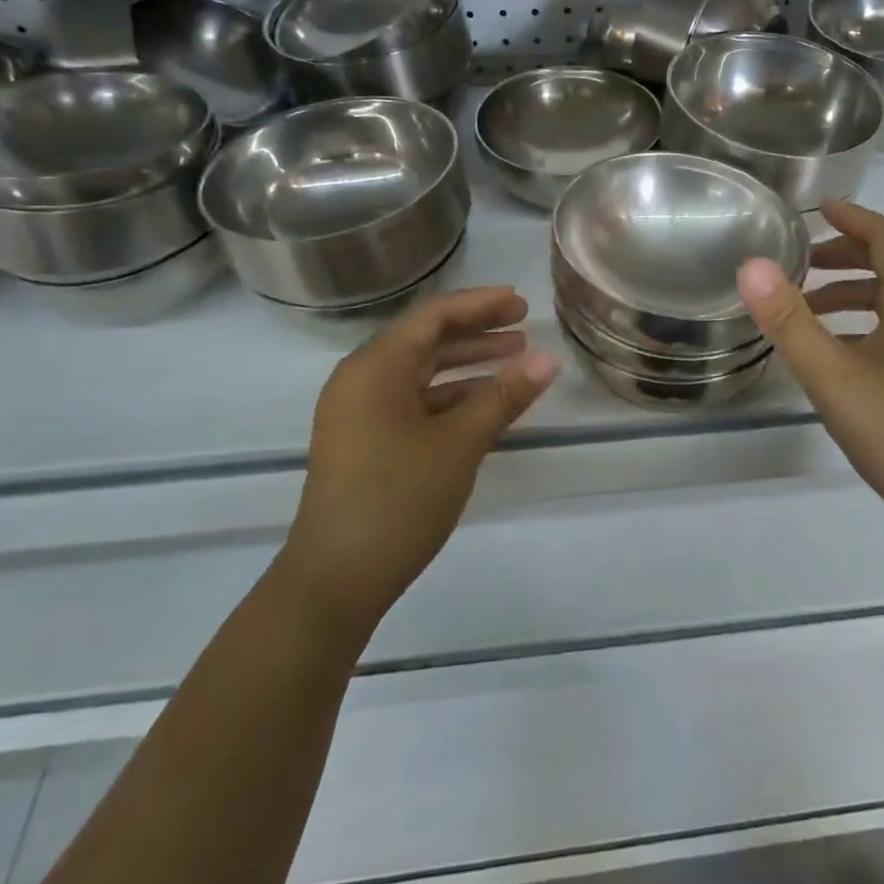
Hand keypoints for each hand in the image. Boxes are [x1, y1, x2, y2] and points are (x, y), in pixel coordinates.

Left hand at [286, 286, 559, 638]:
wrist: (334, 579)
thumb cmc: (397, 500)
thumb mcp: (459, 444)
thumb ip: (504, 395)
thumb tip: (549, 358)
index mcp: (376, 367)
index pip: (434, 316)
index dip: (481, 305)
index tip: (522, 304)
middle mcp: (362, 379)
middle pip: (426, 340)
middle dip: (477, 332)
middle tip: (524, 329)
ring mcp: (359, 412)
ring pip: (421, 373)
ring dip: (467, 366)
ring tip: (515, 363)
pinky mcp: (364, 441)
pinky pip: (412, 402)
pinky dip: (449, 397)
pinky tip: (485, 406)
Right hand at [736, 200, 883, 537]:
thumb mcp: (833, 377)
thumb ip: (790, 322)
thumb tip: (752, 266)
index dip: (855, 218)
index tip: (818, 210)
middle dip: (848, 254)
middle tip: (801, 262)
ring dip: (853, 291)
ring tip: (807, 307)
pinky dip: (864, 323)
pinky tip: (835, 354)